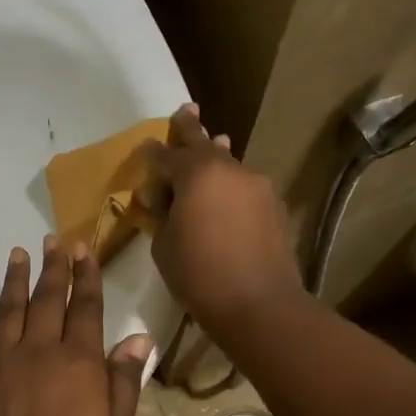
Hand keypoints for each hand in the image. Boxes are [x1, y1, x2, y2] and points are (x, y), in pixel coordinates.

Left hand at [0, 238, 152, 415]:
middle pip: (47, 300)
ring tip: (15, 254)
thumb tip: (137, 338)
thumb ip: (124, 382)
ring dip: (12, 282)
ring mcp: (0, 365)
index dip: (87, 276)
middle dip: (53, 268)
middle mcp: (38, 352)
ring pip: (8, 313)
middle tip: (53, 240)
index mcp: (76, 362)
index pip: (85, 308)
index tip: (84, 249)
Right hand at [144, 104, 303, 337]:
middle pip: (204, 143)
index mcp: (197, 173)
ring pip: (228, 165)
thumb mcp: (163, 245)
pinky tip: (226, 198)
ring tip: (212, 145)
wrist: (258, 304)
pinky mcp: (273, 206)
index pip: (165, 155)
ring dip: (215, 159)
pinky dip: (230, 187)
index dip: (150, 154)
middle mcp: (230, 169)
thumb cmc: (198, 275)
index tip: (142, 149)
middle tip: (185, 110)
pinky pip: (244, 187)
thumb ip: (160, 214)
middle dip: (190, 127)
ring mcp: (257, 185)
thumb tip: (162, 198)